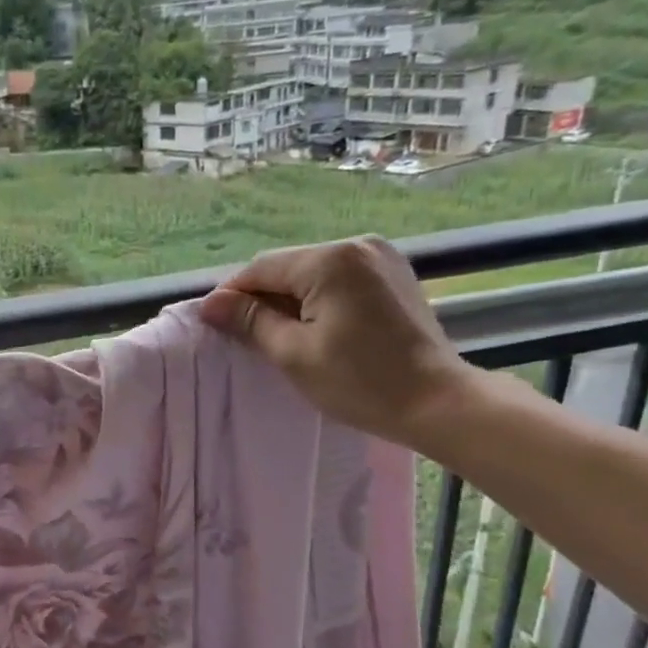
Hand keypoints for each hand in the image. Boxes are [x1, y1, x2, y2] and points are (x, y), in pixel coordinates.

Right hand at [200, 238, 478, 449]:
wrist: (437, 401)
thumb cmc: (359, 382)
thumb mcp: (294, 354)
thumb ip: (251, 321)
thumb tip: (211, 303)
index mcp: (329, 260)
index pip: (261, 268)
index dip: (232, 295)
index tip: (212, 324)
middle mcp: (356, 245)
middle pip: (288, 267)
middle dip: (261, 297)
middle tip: (244, 336)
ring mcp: (380, 257)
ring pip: (313, 272)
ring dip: (290, 299)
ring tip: (279, 335)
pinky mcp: (394, 274)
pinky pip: (339, 278)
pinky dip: (319, 298)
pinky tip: (315, 327)